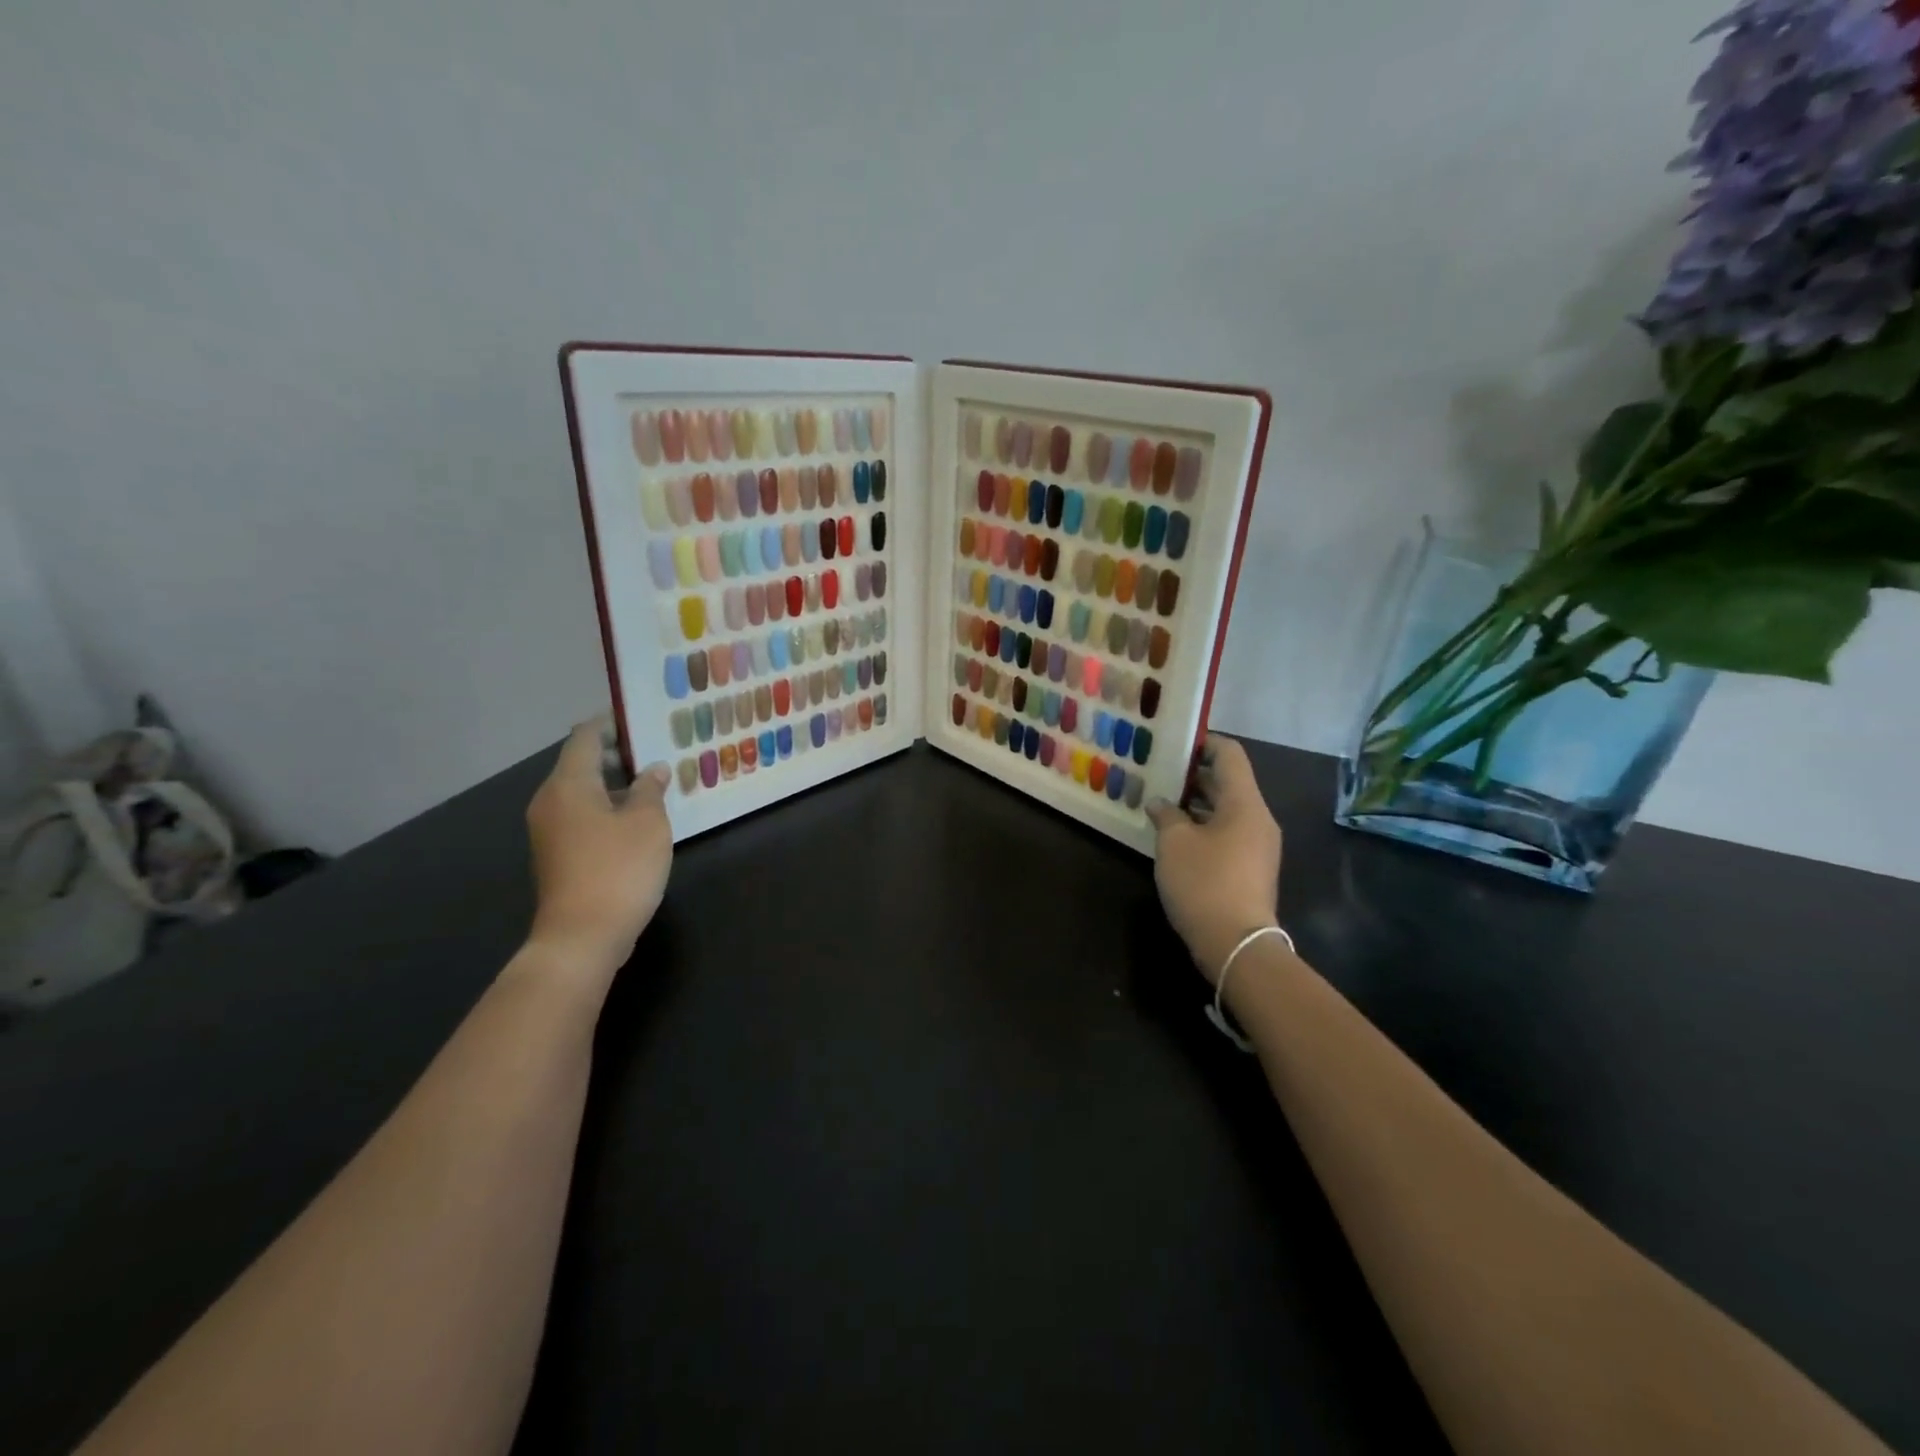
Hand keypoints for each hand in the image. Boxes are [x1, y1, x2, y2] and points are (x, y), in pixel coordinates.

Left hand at [525, 718, 673, 975]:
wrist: (581, 937)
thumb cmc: (618, 869)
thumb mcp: (648, 823)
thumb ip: (650, 789)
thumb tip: (652, 770)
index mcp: (569, 785)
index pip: (585, 737)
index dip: (610, 723)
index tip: (640, 717)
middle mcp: (551, 801)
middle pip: (581, 763)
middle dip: (617, 754)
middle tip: (657, 750)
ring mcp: (550, 831)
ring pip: (583, 792)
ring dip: (615, 784)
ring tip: (654, 784)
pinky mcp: (557, 855)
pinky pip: (582, 816)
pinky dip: (607, 808)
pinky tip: (638, 819)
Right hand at [1146, 735, 1283, 984]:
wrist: (1237, 945)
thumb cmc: (1204, 883)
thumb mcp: (1174, 843)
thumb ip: (1166, 814)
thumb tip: (1161, 803)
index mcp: (1244, 803)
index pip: (1230, 754)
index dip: (1203, 742)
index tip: (1172, 744)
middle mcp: (1257, 818)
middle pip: (1228, 782)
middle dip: (1192, 775)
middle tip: (1157, 772)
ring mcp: (1257, 845)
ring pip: (1226, 809)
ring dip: (1195, 803)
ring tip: (1159, 802)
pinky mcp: (1250, 868)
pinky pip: (1227, 832)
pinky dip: (1203, 826)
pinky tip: (1174, 835)